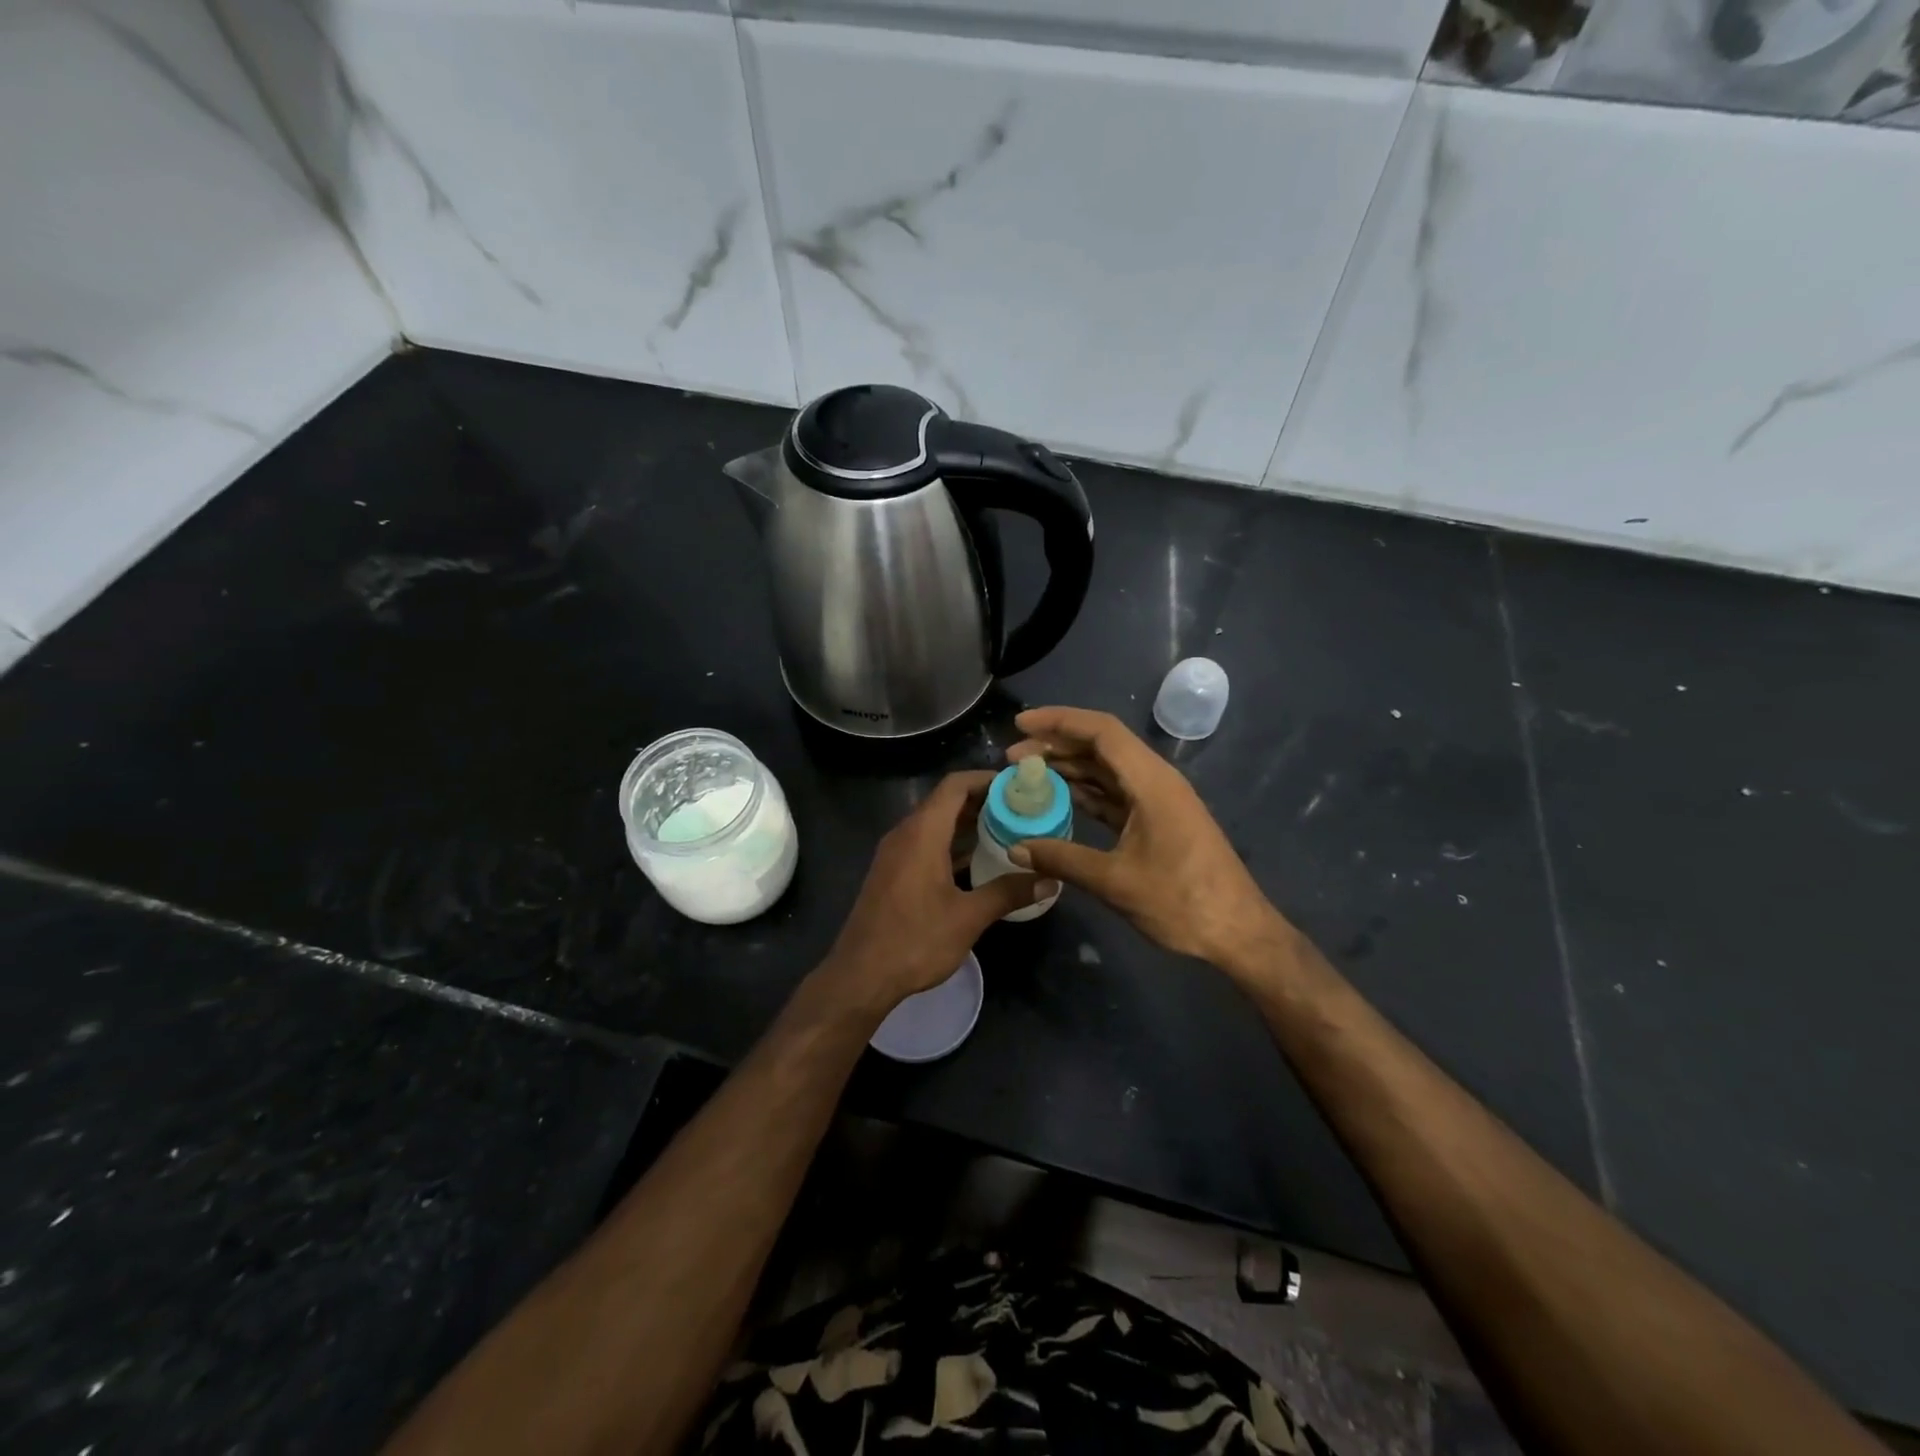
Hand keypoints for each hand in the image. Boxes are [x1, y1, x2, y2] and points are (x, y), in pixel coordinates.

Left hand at [817, 771, 1053, 1017]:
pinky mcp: (891, 872)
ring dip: (966, 824)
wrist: (860, 975)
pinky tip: (976, 861)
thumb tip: (1049, 880)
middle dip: (982, 801)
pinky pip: (924, 843)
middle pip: (945, 802)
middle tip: (1020, 809)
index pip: (955, 785)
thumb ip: (1008, 893)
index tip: (1018, 786)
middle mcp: (905, 834)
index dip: (986, 779)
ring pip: (934, 824)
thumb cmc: (915, 940)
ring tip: (1006, 831)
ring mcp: (894, 853)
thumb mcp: (968, 917)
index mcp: (922, 833)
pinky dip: (950, 843)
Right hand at [1006, 707, 1285, 968]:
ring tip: (1027, 775)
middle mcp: (1155, 781)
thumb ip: (1063, 860)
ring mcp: (1158, 801)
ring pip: (1107, 770)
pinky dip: (1085, 793)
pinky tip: (1058, 800)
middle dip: (1056, 745)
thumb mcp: (1116, 882)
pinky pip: (1115, 794)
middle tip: (1012, 757)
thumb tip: (1016, 849)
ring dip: (1069, 768)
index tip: (1021, 724)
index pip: (1101, 731)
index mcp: (1151, 782)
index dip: (1059, 721)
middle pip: (1101, 746)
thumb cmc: (1182, 901)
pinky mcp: (1157, 820)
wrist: (1238, 932)